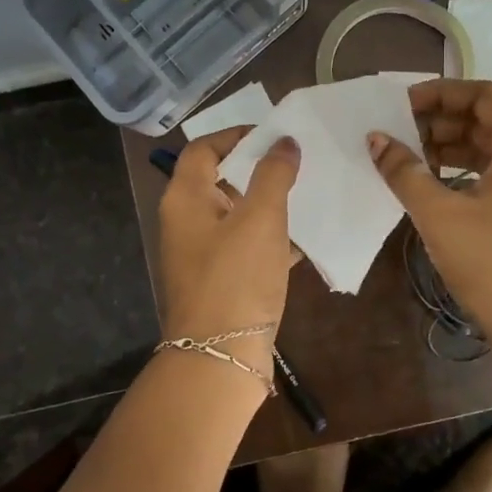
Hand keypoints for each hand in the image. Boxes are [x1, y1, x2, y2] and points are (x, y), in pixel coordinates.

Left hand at [157, 128, 300, 372]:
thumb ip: (273, 175)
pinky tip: (303, 239)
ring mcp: (201, 254)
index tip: (273, 135)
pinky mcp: (220, 280)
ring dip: (267, 204)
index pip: (203, 149)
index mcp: (185, 199)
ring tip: (306, 194)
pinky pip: (245, 246)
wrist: (221, 356)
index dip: (235, 135)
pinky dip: (269, 238)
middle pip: (218, 180)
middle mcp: (186, 222)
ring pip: (235, 215)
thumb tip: (284, 142)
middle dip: (256, 169)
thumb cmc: (237, 277)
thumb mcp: (261, 218)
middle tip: (295, 162)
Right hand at [368, 79, 491, 340]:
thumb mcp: (440, 213)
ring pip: (489, 147)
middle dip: (441, 121)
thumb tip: (376, 139)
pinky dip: (462, 171)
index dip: (442, 93)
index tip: (402, 104)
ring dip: (449, 147)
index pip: (484, 95)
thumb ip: (404, 171)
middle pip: (487, 119)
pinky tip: (431, 184)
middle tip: (398, 132)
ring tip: (407, 157)